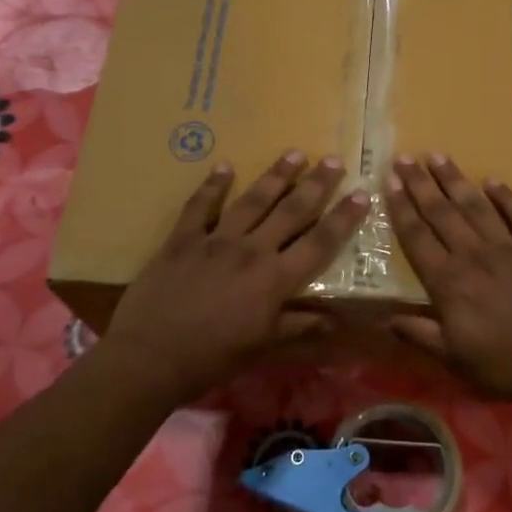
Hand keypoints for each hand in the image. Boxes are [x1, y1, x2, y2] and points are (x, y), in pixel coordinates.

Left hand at [102, 150, 369, 403]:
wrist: (151, 357)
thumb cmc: (212, 358)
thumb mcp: (262, 348)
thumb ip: (297, 327)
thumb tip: (334, 320)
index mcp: (275, 280)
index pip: (319, 243)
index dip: (343, 218)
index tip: (361, 194)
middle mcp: (251, 251)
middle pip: (291, 211)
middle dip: (315, 185)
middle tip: (332, 159)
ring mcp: (215, 241)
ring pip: (252, 201)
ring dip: (275, 176)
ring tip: (294, 154)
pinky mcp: (182, 239)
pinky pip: (200, 206)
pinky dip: (213, 186)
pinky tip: (224, 166)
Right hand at [386, 154, 511, 399]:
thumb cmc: (504, 364)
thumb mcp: (454, 358)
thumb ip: (420, 334)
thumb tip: (386, 320)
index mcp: (448, 282)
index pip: (417, 237)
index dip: (401, 208)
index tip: (389, 181)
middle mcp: (474, 255)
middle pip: (442, 213)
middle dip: (421, 184)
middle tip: (406, 157)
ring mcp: (510, 247)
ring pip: (476, 206)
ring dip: (456, 180)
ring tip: (439, 157)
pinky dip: (506, 196)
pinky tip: (493, 181)